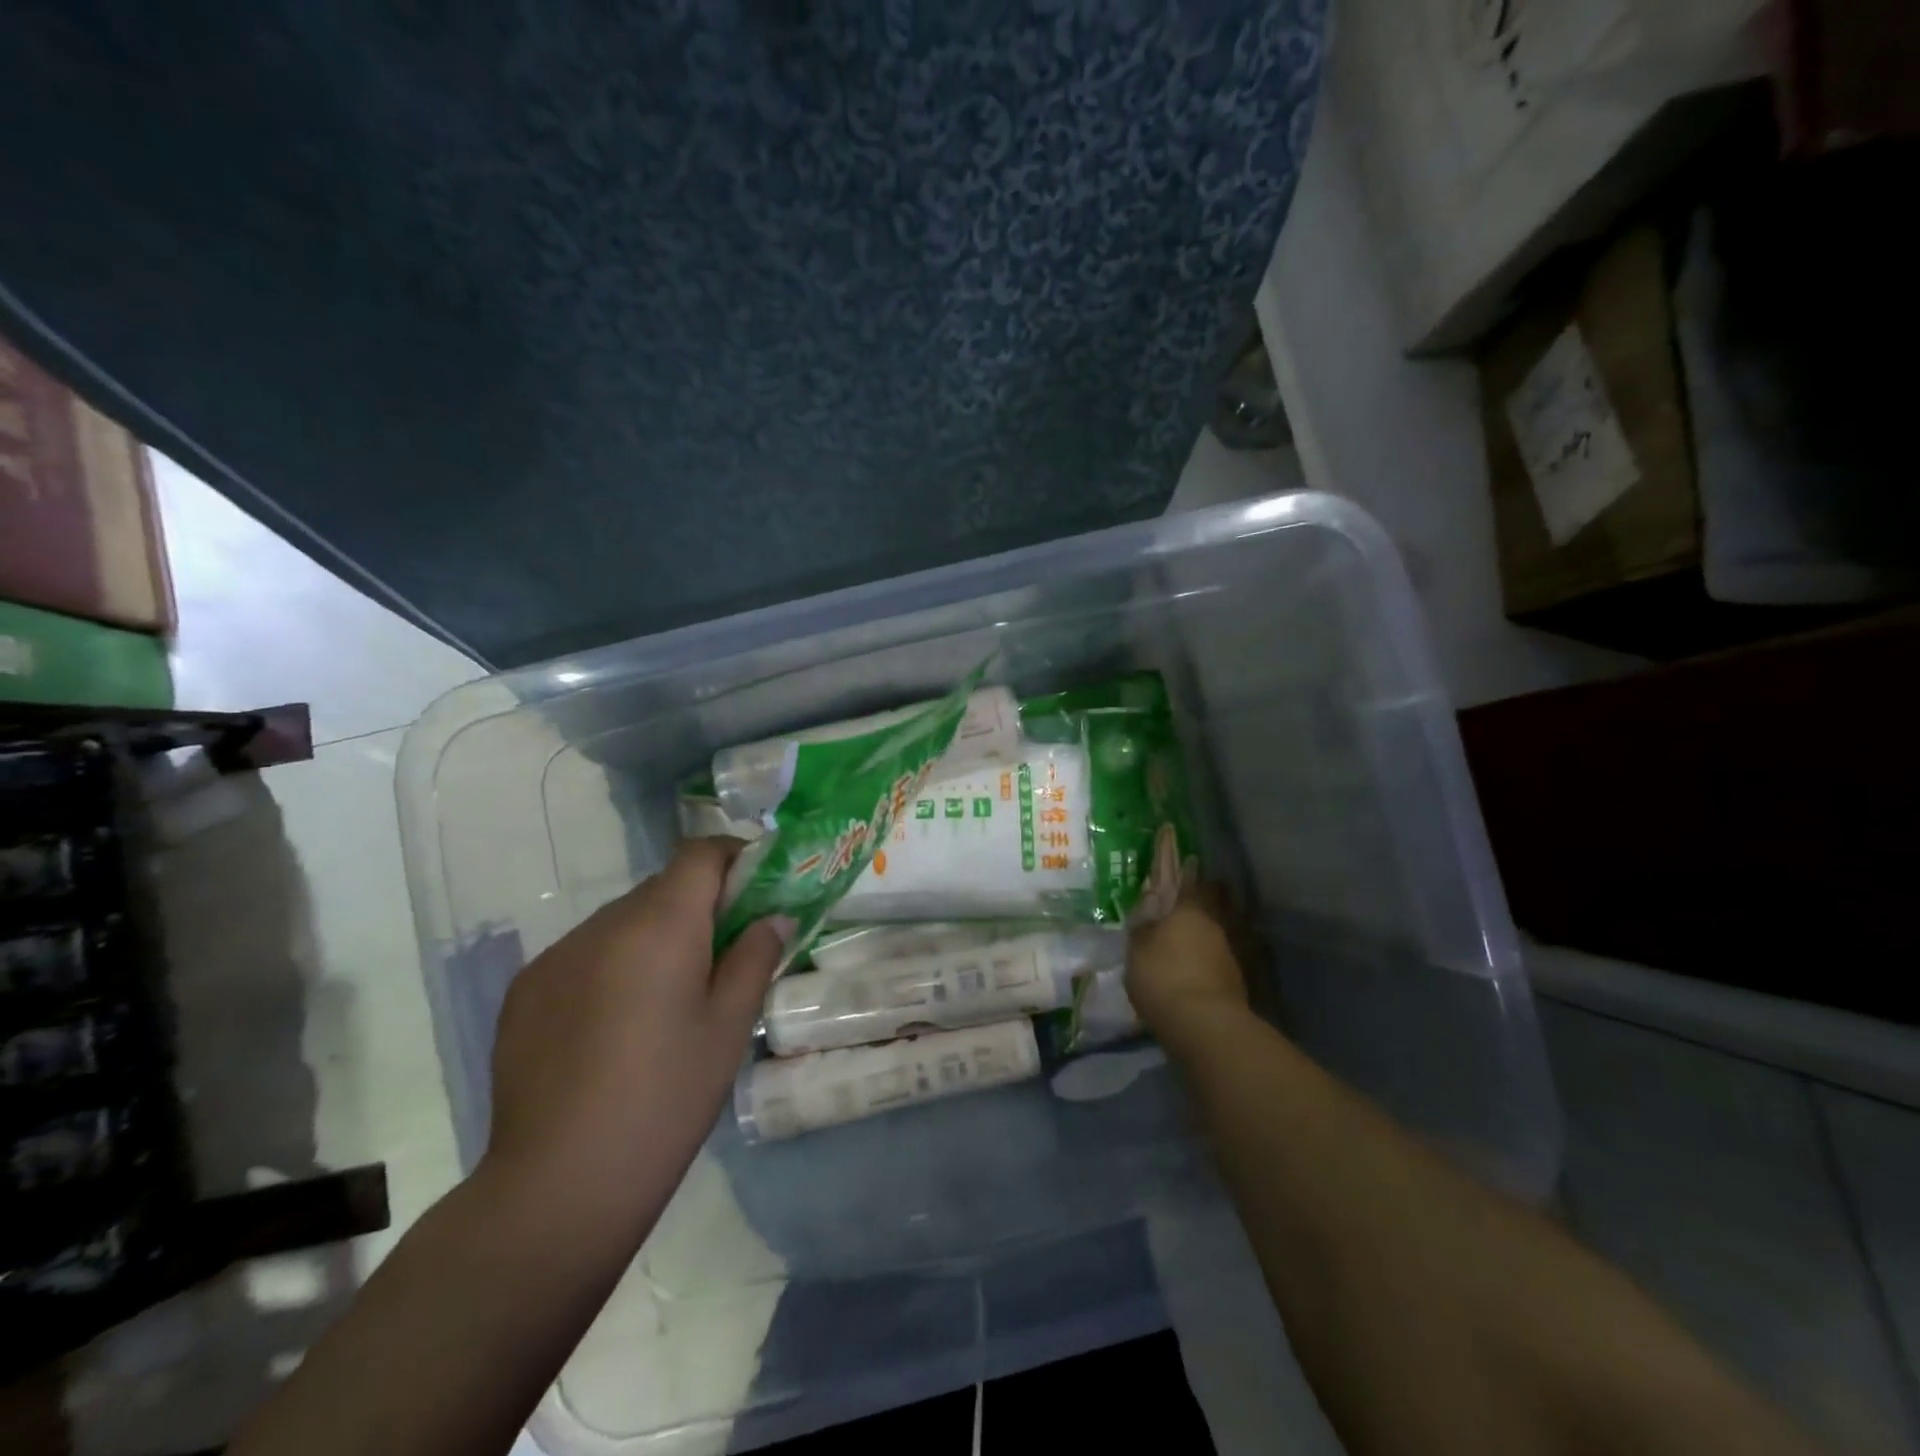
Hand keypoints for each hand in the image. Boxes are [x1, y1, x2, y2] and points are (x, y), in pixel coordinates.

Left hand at [481, 838, 789, 1230]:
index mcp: (660, 924)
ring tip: (666, 998)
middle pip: (661, 888)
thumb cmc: (667, 1097)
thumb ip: (755, 956)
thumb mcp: (729, 1025)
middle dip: (698, 904)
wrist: (560, 1183)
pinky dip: (611, 965)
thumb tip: (774, 916)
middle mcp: (602, 924)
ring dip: (652, 936)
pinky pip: (583, 954)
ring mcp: (556, 956)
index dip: (734, 858)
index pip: (700, 854)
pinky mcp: (525, 990)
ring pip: (621, 921)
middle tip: (723, 952)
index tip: (757, 888)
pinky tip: (615, 1025)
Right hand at [1126, 827, 1247, 1038]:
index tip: (1169, 829)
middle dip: (1200, 879)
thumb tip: (1149, 904)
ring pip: (1222, 913)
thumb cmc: (1161, 980)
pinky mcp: (1237, 969)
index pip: (1169, 871)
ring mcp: (1228, 943)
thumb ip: (1143, 926)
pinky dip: (1217, 937)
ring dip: (1216, 906)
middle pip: (1208, 889)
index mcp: (1181, 907)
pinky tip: (1210, 945)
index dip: (1167, 851)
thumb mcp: (1137, 950)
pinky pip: (1227, 940)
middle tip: (1193, 869)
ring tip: (1206, 904)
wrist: (1205, 1024)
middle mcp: (1209, 918)